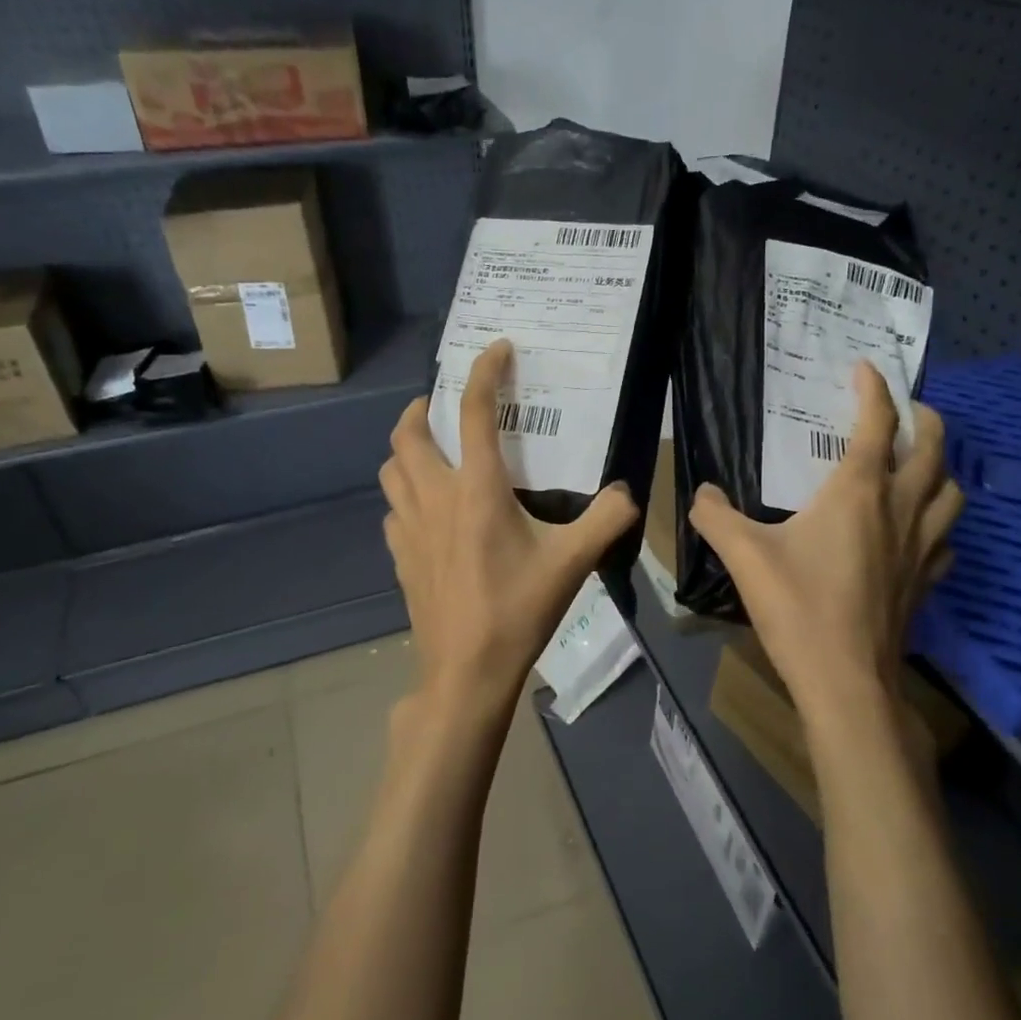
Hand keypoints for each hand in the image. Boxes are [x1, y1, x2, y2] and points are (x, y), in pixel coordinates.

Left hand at [380, 340, 638, 745]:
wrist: (465, 671)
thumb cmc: (518, 610)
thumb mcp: (573, 562)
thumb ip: (607, 520)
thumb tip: (629, 494)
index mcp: (477, 489)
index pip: (472, 411)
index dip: (484, 371)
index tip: (497, 348)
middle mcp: (435, 497)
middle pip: (408, 433)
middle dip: (420, 407)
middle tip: (441, 405)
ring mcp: (409, 528)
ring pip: (391, 470)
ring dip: (405, 449)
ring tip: (428, 452)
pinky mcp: (399, 556)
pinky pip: (392, 509)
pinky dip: (404, 495)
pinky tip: (425, 512)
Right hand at [689, 361, 961, 722]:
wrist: (846, 679)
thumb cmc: (798, 606)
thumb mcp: (744, 555)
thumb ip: (715, 516)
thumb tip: (701, 493)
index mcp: (860, 491)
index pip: (878, 422)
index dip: (873, 388)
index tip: (865, 367)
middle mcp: (901, 509)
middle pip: (934, 448)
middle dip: (924, 418)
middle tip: (907, 409)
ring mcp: (922, 547)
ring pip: (952, 492)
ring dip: (941, 468)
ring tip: (920, 465)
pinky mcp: (926, 582)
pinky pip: (946, 539)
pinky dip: (938, 522)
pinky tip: (919, 532)